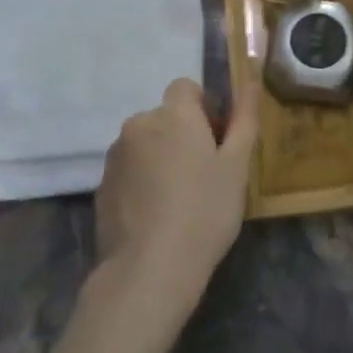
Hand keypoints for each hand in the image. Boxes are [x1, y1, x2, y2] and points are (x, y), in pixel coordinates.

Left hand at [93, 78, 257, 326]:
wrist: (149, 270)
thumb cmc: (205, 212)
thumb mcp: (237, 166)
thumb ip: (244, 119)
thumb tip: (250, 82)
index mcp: (173, 115)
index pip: (186, 88)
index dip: (204, 108)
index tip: (217, 141)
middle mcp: (139, 125)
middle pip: (165, 116)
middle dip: (183, 134)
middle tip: (205, 174)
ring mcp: (115, 156)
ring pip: (146, 143)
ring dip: (162, 156)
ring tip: (179, 198)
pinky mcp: (102, 186)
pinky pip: (130, 169)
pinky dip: (143, 180)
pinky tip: (157, 214)